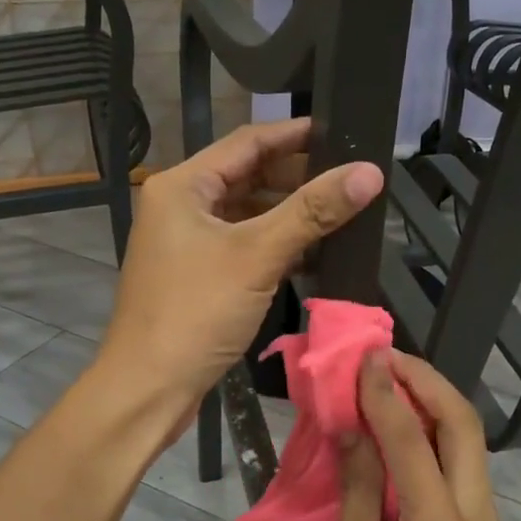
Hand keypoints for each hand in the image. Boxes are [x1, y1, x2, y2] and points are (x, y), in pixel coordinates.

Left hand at [96, 119, 381, 414]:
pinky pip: (243, 245)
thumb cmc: (196, 312)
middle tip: (350, 178)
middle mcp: (181, 205)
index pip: (248, 142)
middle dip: (298, 177)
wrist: (149, 389)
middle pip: (248, 176)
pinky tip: (314, 253)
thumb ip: (313, 211)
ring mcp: (187, 242)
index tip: (342, 132)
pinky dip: (276, 245)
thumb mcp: (257, 256)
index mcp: (183, 186)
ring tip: (341, 212)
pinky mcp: (198, 274)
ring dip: (290, 214)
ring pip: (248, 213)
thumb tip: (371, 172)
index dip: (296, 135)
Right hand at [328, 350, 505, 520]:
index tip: (366, 358)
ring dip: (434, 402)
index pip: (412, 443)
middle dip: (428, 382)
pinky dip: (436, 433)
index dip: (386, 395)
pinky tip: (405, 423)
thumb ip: (358, 488)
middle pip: (464, 428)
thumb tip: (354, 426)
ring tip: (393, 378)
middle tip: (387, 358)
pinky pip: (464, 465)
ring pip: (470, 442)